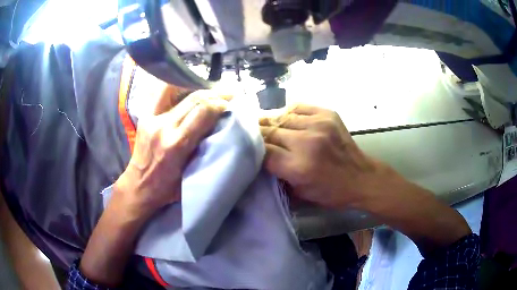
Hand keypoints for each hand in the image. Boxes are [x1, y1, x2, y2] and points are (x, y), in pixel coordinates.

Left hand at [80, 86, 228, 286]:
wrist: (138, 186)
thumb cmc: (166, 187)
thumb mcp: (190, 172)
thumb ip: (203, 147)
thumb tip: (217, 125)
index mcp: (177, 144)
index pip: (203, 111)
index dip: (220, 104)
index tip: (231, 104)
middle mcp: (163, 127)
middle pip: (194, 98)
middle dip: (214, 94)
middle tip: (227, 94)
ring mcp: (151, 118)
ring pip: (177, 90)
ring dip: (196, 87)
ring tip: (207, 90)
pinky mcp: (144, 116)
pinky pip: (161, 92)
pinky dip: (175, 87)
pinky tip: (185, 88)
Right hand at [260, 104, 471, 254]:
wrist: (362, 178)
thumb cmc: (331, 192)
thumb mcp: (299, 193)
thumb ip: (277, 175)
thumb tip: (259, 157)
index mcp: (299, 166)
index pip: (263, 151)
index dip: (253, 150)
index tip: (247, 149)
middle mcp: (307, 141)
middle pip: (270, 131)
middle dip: (259, 134)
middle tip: (251, 136)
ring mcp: (319, 124)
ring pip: (282, 117)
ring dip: (273, 123)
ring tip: (270, 128)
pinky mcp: (328, 114)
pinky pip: (299, 107)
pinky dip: (290, 114)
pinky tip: (289, 121)